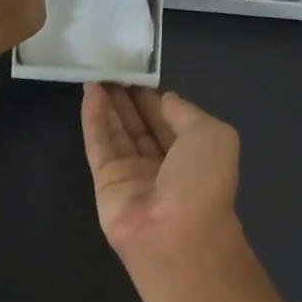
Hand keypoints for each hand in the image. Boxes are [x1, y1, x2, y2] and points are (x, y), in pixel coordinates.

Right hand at [81, 84, 243, 277]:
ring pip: (117, 132)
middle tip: (112, 67)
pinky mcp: (105, 183)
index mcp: (193, 156)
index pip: (169, 121)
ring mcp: (132, 175)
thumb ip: (186, 113)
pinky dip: (93, 118)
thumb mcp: (212, 134)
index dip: (154, 97)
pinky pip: (98, 145)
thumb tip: (165, 99)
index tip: (139, 72)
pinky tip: (88, 91)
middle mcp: (162, 166)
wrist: (176, 234)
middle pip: (140, 126)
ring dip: (108, 103)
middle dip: (128, 99)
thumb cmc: (202, 182)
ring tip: (97, 72)